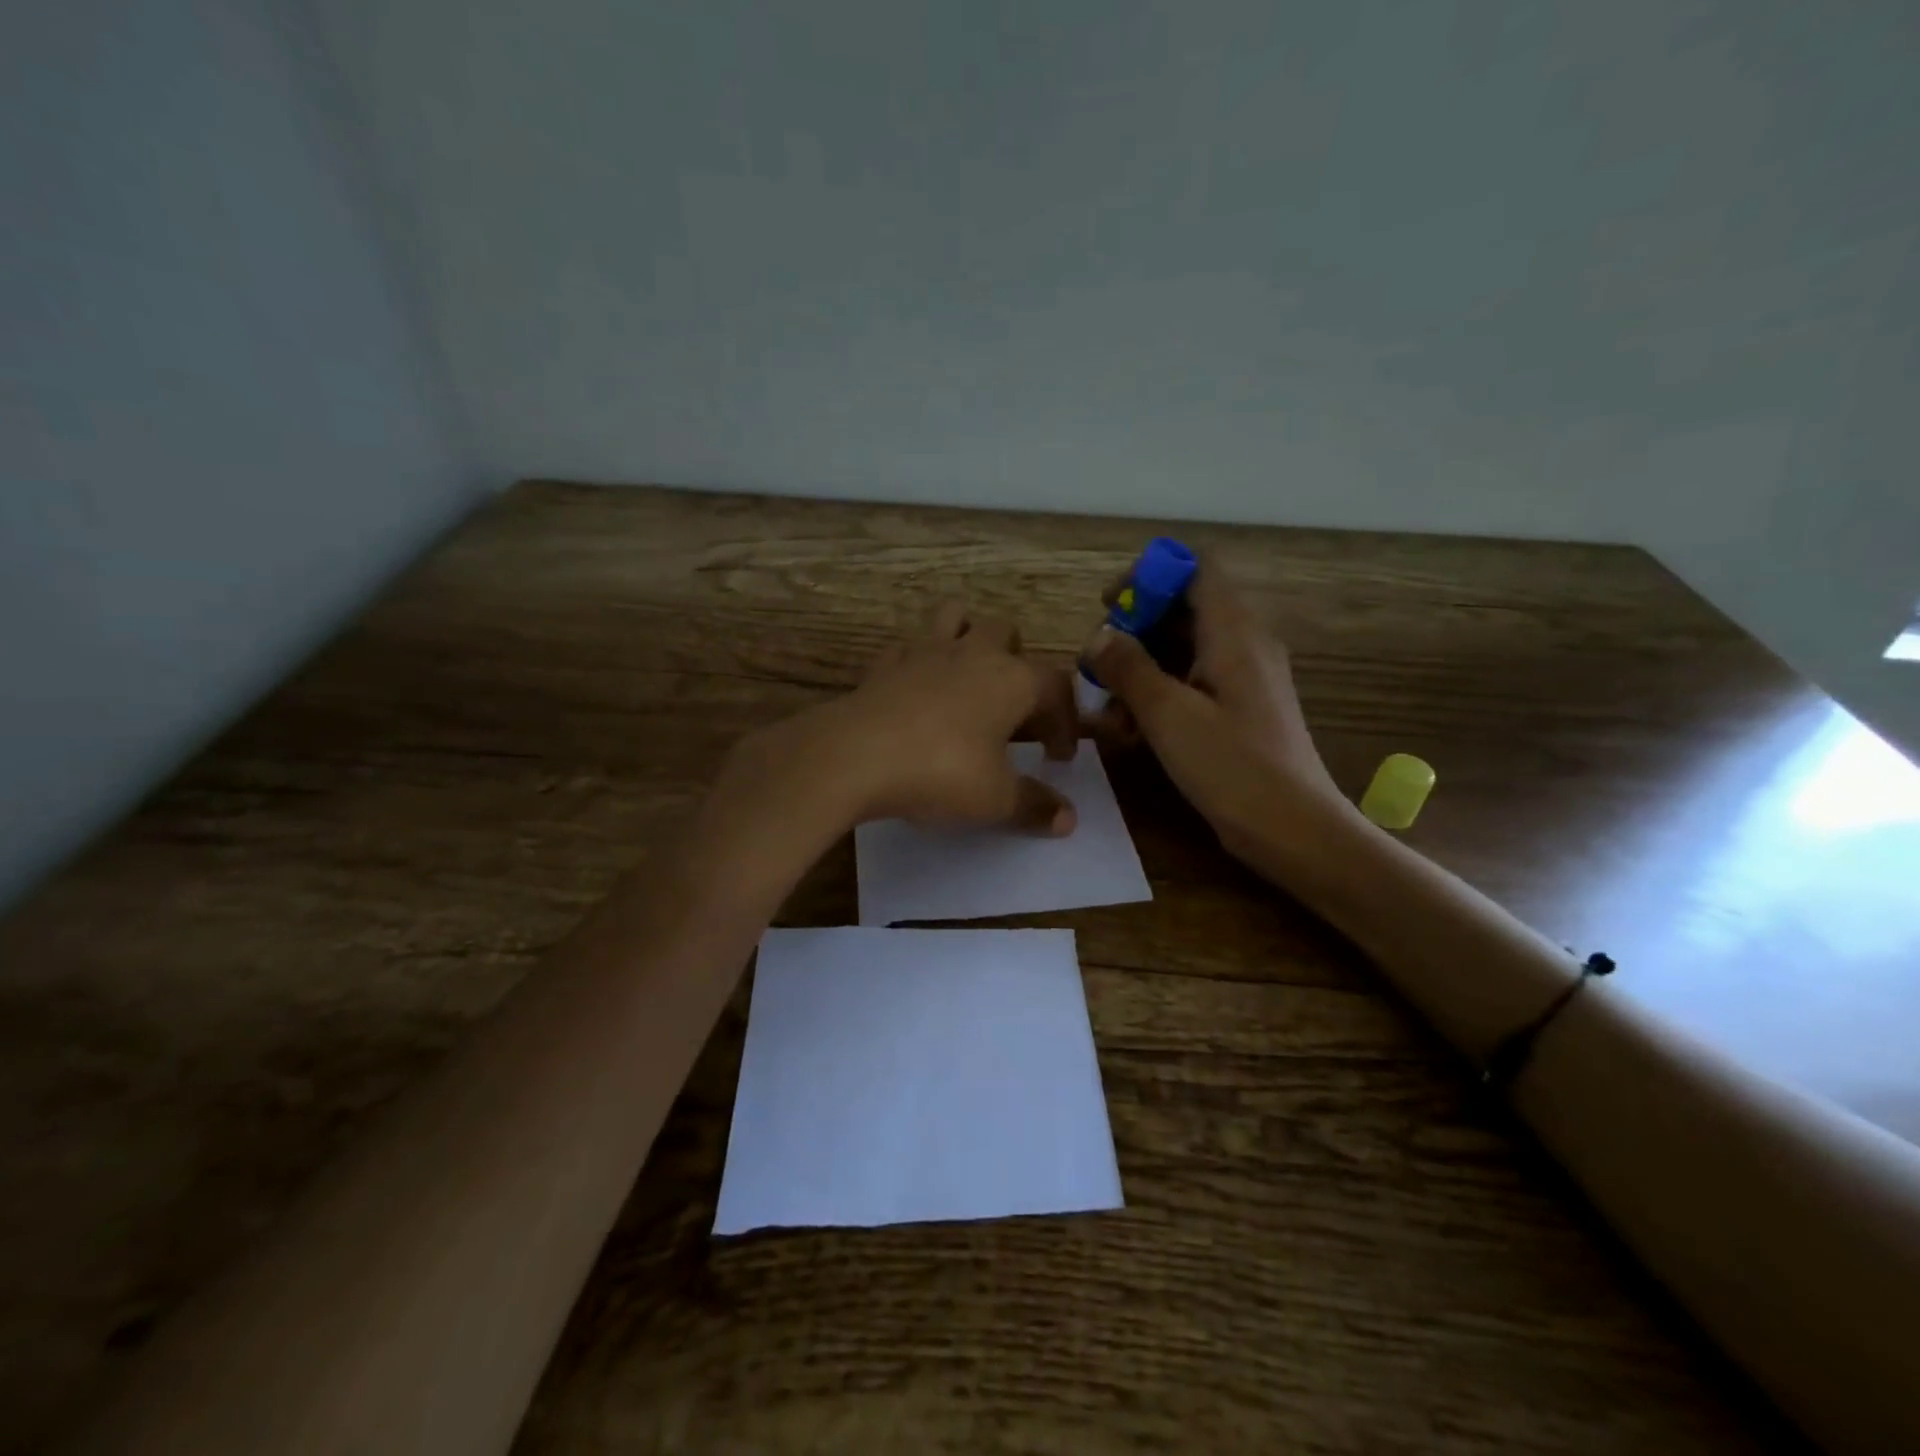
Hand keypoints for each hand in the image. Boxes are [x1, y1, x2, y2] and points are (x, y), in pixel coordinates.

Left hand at [736, 601, 1080, 836]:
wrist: (856, 755)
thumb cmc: (941, 772)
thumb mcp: (995, 799)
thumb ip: (1035, 805)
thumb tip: (1069, 820)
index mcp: (1013, 680)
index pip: (1057, 686)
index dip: (1065, 721)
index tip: (1058, 757)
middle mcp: (974, 653)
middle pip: (1008, 634)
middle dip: (1018, 663)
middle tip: (1012, 709)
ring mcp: (925, 650)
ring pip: (956, 616)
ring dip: (967, 635)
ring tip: (967, 675)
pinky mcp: (885, 661)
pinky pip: (909, 645)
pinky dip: (919, 659)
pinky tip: (916, 688)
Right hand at [1081, 552, 1342, 857]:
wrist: (1292, 829)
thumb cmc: (1232, 766)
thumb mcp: (1168, 714)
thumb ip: (1129, 667)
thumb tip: (1099, 636)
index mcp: (1234, 631)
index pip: (1195, 567)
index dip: (1150, 575)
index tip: (1111, 606)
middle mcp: (1243, 643)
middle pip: (1184, 609)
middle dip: (1135, 631)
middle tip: (1097, 665)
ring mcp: (1244, 678)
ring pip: (1183, 650)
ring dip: (1141, 669)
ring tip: (1108, 708)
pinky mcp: (1239, 710)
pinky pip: (1193, 683)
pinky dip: (1160, 695)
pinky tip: (1132, 731)